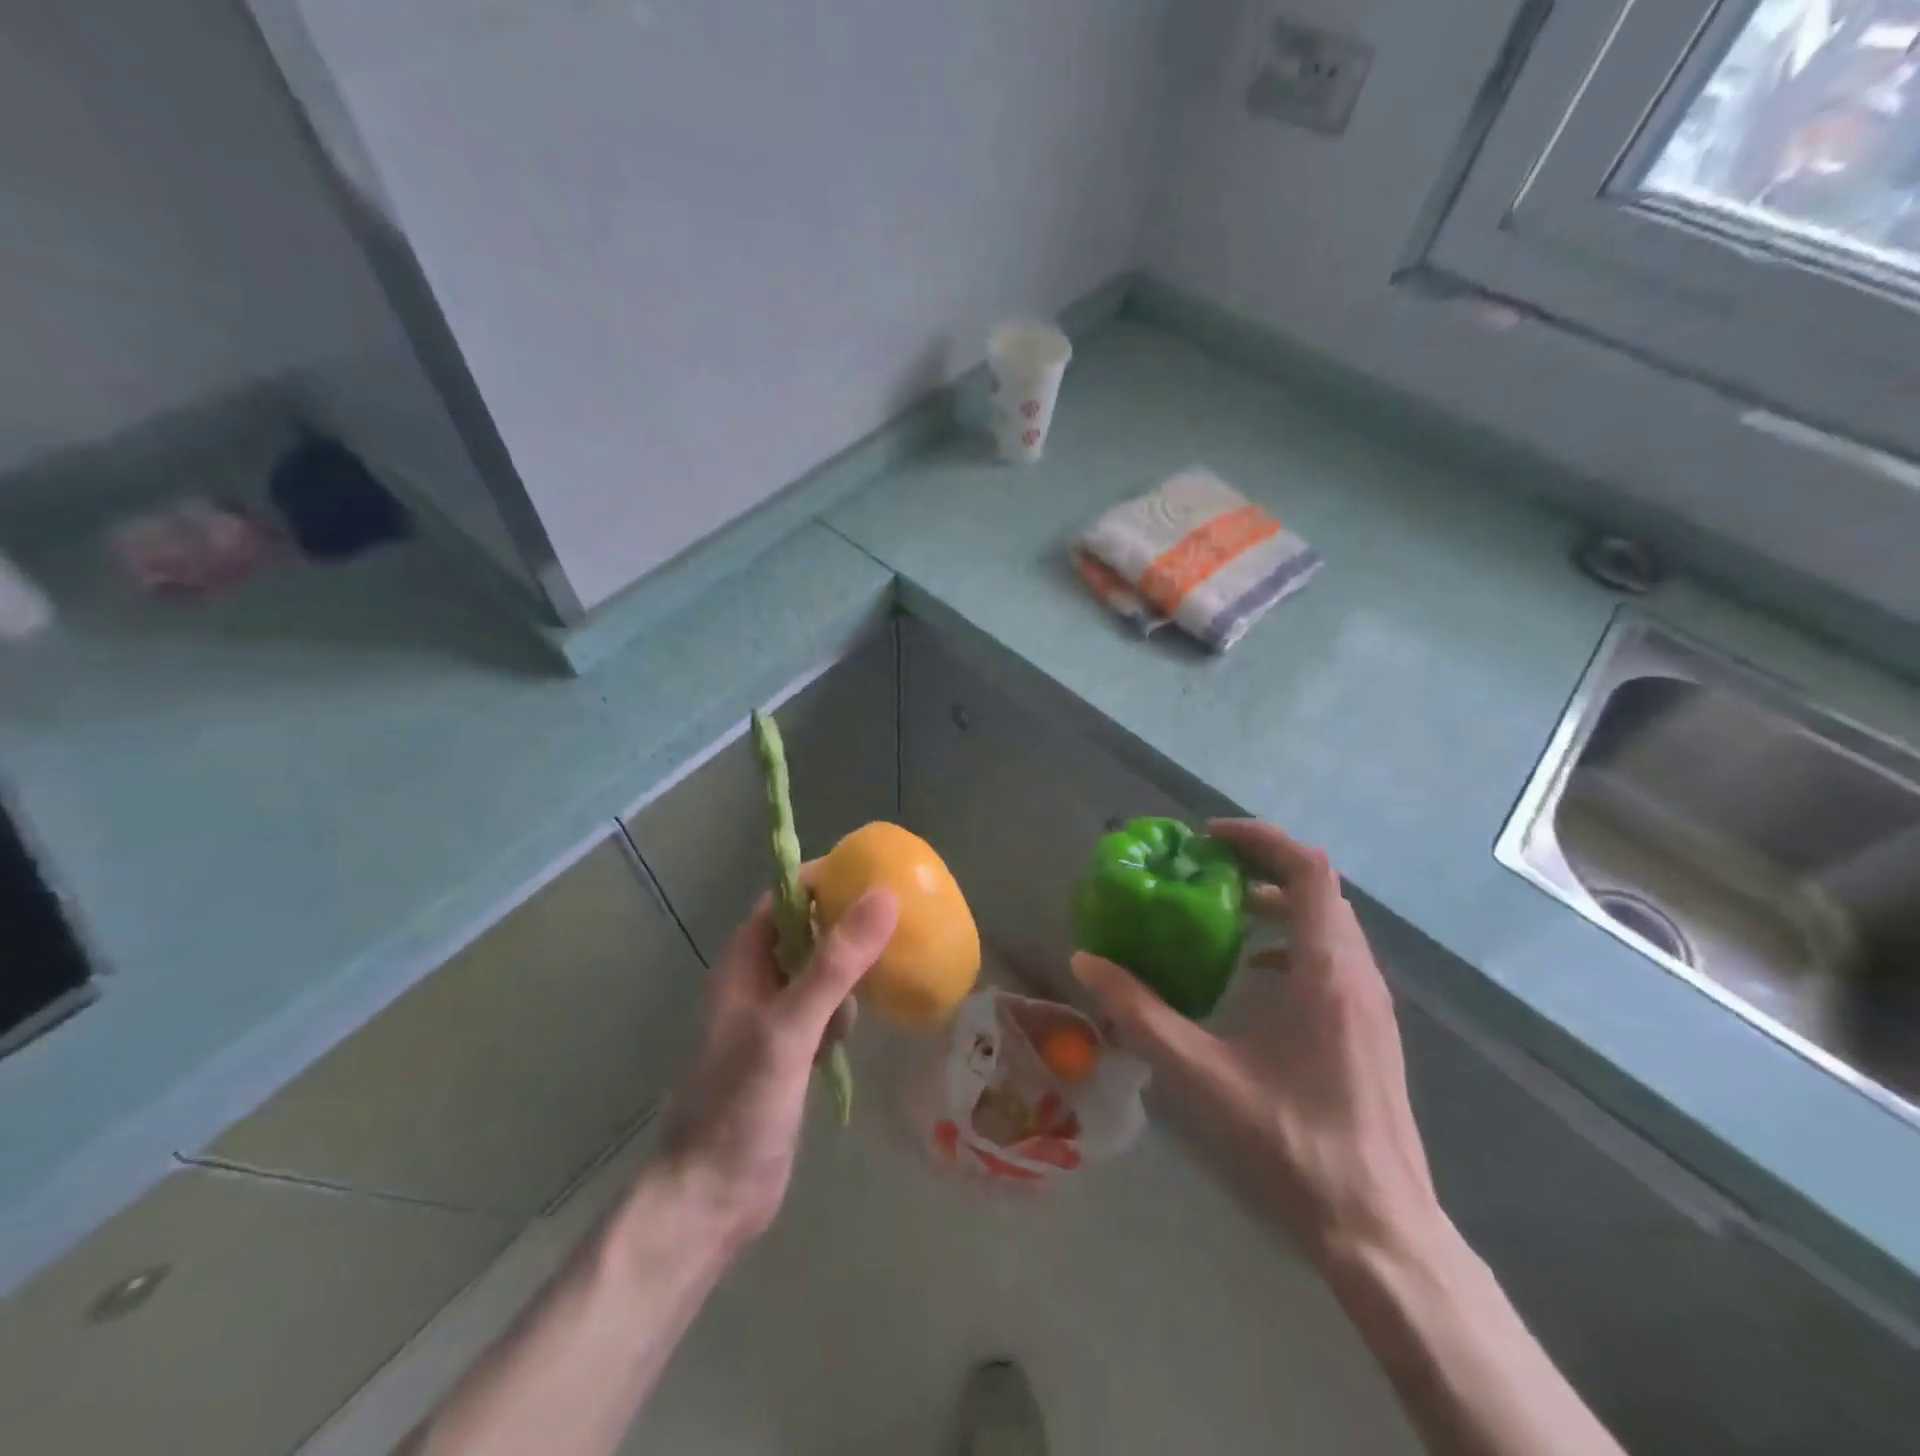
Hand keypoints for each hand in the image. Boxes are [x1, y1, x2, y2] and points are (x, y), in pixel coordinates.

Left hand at [655, 885, 896, 1250]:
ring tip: (887, 971)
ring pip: (818, 974)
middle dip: (845, 924)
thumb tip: (884, 897)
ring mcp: (772, 1021)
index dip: (822, 880)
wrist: (710, 1200)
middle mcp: (756, 984)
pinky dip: (844, 1011)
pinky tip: (862, 1025)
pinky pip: (823, 1013)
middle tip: (897, 918)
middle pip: (805, 933)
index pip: (783, 899)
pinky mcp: (788, 1055)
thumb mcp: (790, 1028)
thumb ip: (835, 965)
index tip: (872, 873)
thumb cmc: (740, 1105)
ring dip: (848, 971)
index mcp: (744, 965)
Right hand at [1072, 819, 1440, 1271]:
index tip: (1207, 840)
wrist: (1379, 1227)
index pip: (1308, 870)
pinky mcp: (1369, 1026)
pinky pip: (1332, 954)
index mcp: (1326, 970)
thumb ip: (1140, 1014)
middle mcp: (1357, 973)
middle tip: (1203, 869)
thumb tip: (1087, 961)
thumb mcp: (1203, 1074)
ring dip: (1278, 900)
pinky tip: (1254, 973)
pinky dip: (1291, 938)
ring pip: (1328, 920)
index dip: (1259, 840)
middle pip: (1318, 886)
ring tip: (1221, 910)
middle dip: (1261, 864)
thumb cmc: (1293, 1144)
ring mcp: (1370, 1001)